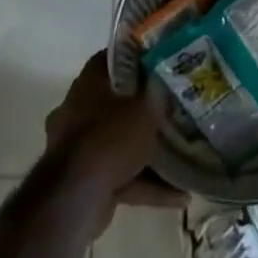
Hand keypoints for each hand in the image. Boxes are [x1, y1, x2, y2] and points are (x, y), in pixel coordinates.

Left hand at [44, 53, 182, 220]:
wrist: (74, 199)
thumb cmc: (111, 137)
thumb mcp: (146, 106)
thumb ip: (158, 93)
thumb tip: (169, 82)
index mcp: (87, 84)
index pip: (112, 59)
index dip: (137, 58)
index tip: (162, 63)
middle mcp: (78, 112)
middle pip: (117, 102)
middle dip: (144, 109)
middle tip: (174, 108)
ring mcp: (78, 149)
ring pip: (119, 142)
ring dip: (148, 151)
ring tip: (183, 154)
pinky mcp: (84, 182)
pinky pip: (121, 176)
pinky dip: (146, 183)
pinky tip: (178, 193)